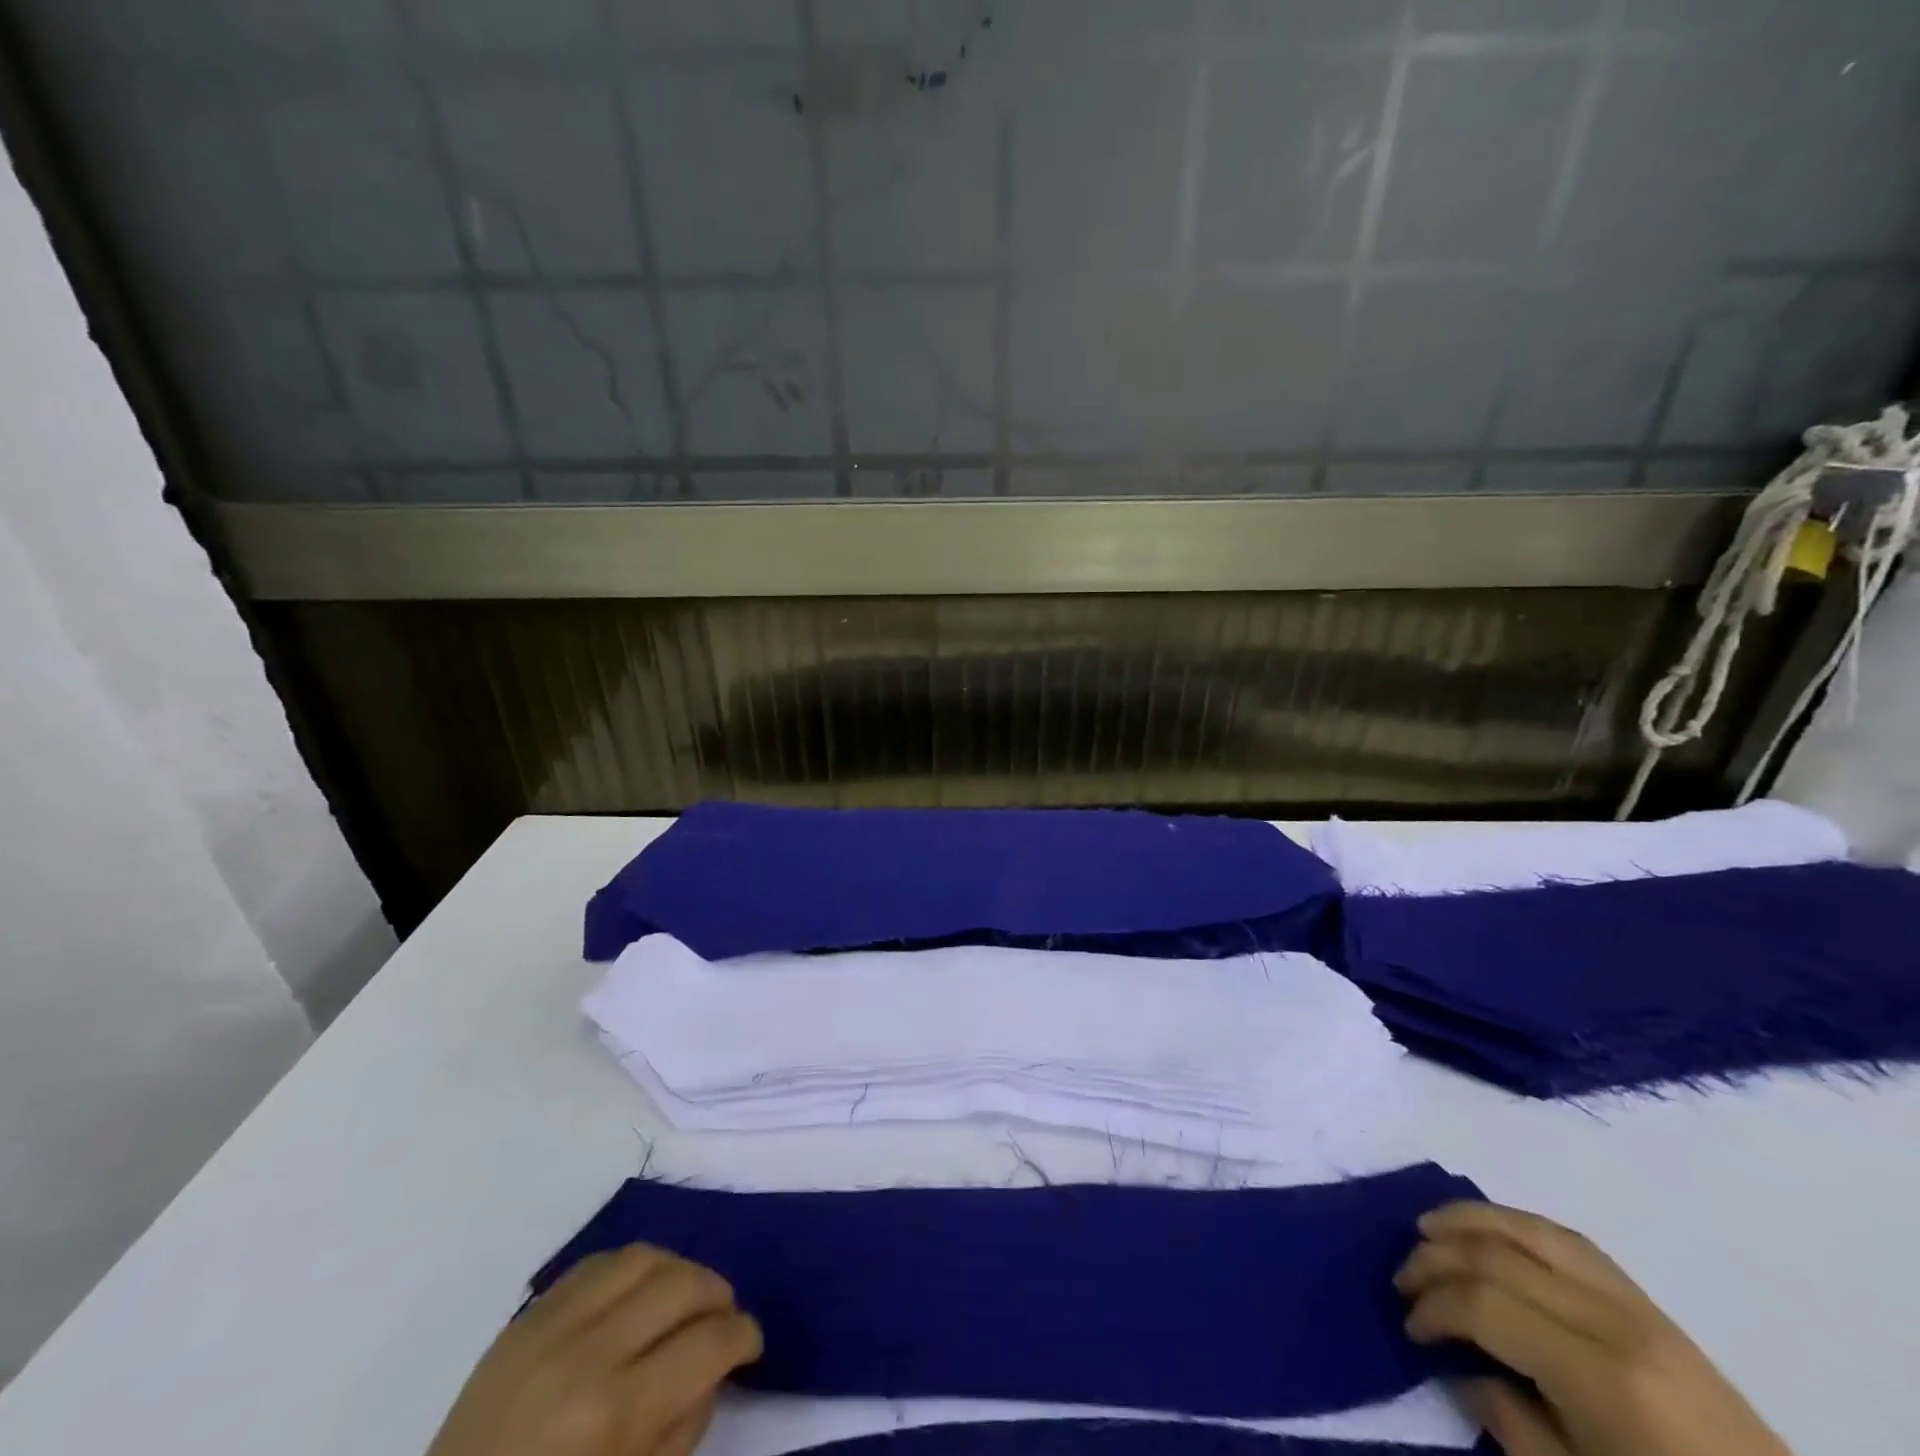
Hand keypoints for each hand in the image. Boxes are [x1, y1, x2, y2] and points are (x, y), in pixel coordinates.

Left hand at [428, 1246, 762, 1455]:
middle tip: (724, 1318)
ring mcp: (551, 1325)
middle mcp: (588, 1352)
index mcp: (615, 1413)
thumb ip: (685, 1424)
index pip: (709, 1342)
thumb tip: (715, 1364)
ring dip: (680, 1270)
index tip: (750, 1343)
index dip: (744, 1336)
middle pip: (684, 1283)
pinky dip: (633, 1267)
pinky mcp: (527, 1314)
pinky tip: (640, 1291)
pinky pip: (598, 1262)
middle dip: (719, 1296)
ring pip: (645, 1257)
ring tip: (687, 1296)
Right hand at [1396, 1202, 1789, 1455]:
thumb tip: (1456, 1365)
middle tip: (1403, 1281)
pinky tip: (1485, 1231)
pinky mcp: (1650, 1303)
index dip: (1433, 1307)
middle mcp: (1614, 1321)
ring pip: (1529, 1227)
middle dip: (1435, 1259)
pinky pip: (1566, 1238)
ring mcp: (1638, 1304)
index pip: (1485, 1304)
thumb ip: (1509, 1422)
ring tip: (1425, 1229)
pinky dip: (1513, 1223)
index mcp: (1601, 1377)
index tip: (1409, 1327)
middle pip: (1498, 1255)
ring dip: (1466, 1221)